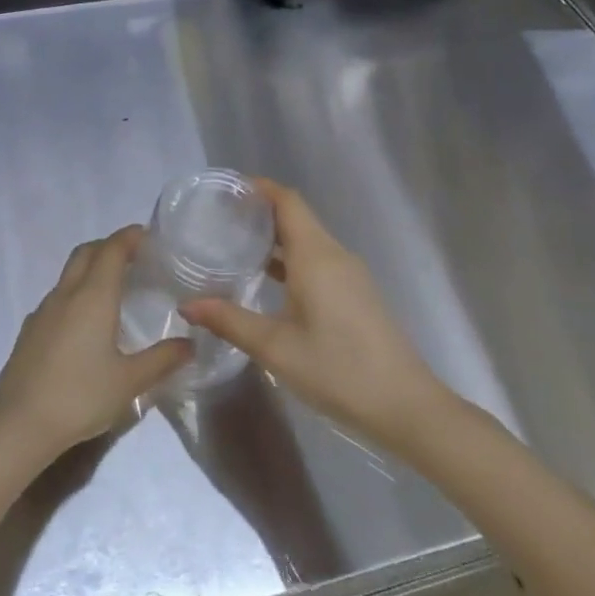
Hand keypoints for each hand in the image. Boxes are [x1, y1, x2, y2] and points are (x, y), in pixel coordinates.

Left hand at [0, 226, 192, 463]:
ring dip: (91, 268)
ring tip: (114, 288)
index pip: (112, 249)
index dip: (130, 237)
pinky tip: (86, 322)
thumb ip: (162, 360)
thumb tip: (190, 343)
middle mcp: (66, 293)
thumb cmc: (79, 397)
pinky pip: (58, 296)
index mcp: (92, 296)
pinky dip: (76, 292)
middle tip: (134, 257)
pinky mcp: (30, 329)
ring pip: (69, 273)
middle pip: (87, 252)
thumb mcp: (129, 383)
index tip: (149, 235)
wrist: (17, 424)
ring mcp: (44, 310)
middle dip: (110, 246)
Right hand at [181, 180, 450, 448]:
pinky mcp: (357, 294)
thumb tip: (186, 305)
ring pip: (308, 240)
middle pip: (296, 216)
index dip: (259, 188)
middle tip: (221, 218)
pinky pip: (318, 260)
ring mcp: (350, 275)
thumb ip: (230, 321)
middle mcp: (334, 255)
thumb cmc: (338, 370)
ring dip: (275, 237)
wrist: (407, 407)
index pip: (287, 201)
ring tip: (236, 246)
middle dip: (261, 212)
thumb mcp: (276, 348)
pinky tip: (269, 282)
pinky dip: (291, 259)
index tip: (227, 189)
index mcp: (316, 255)